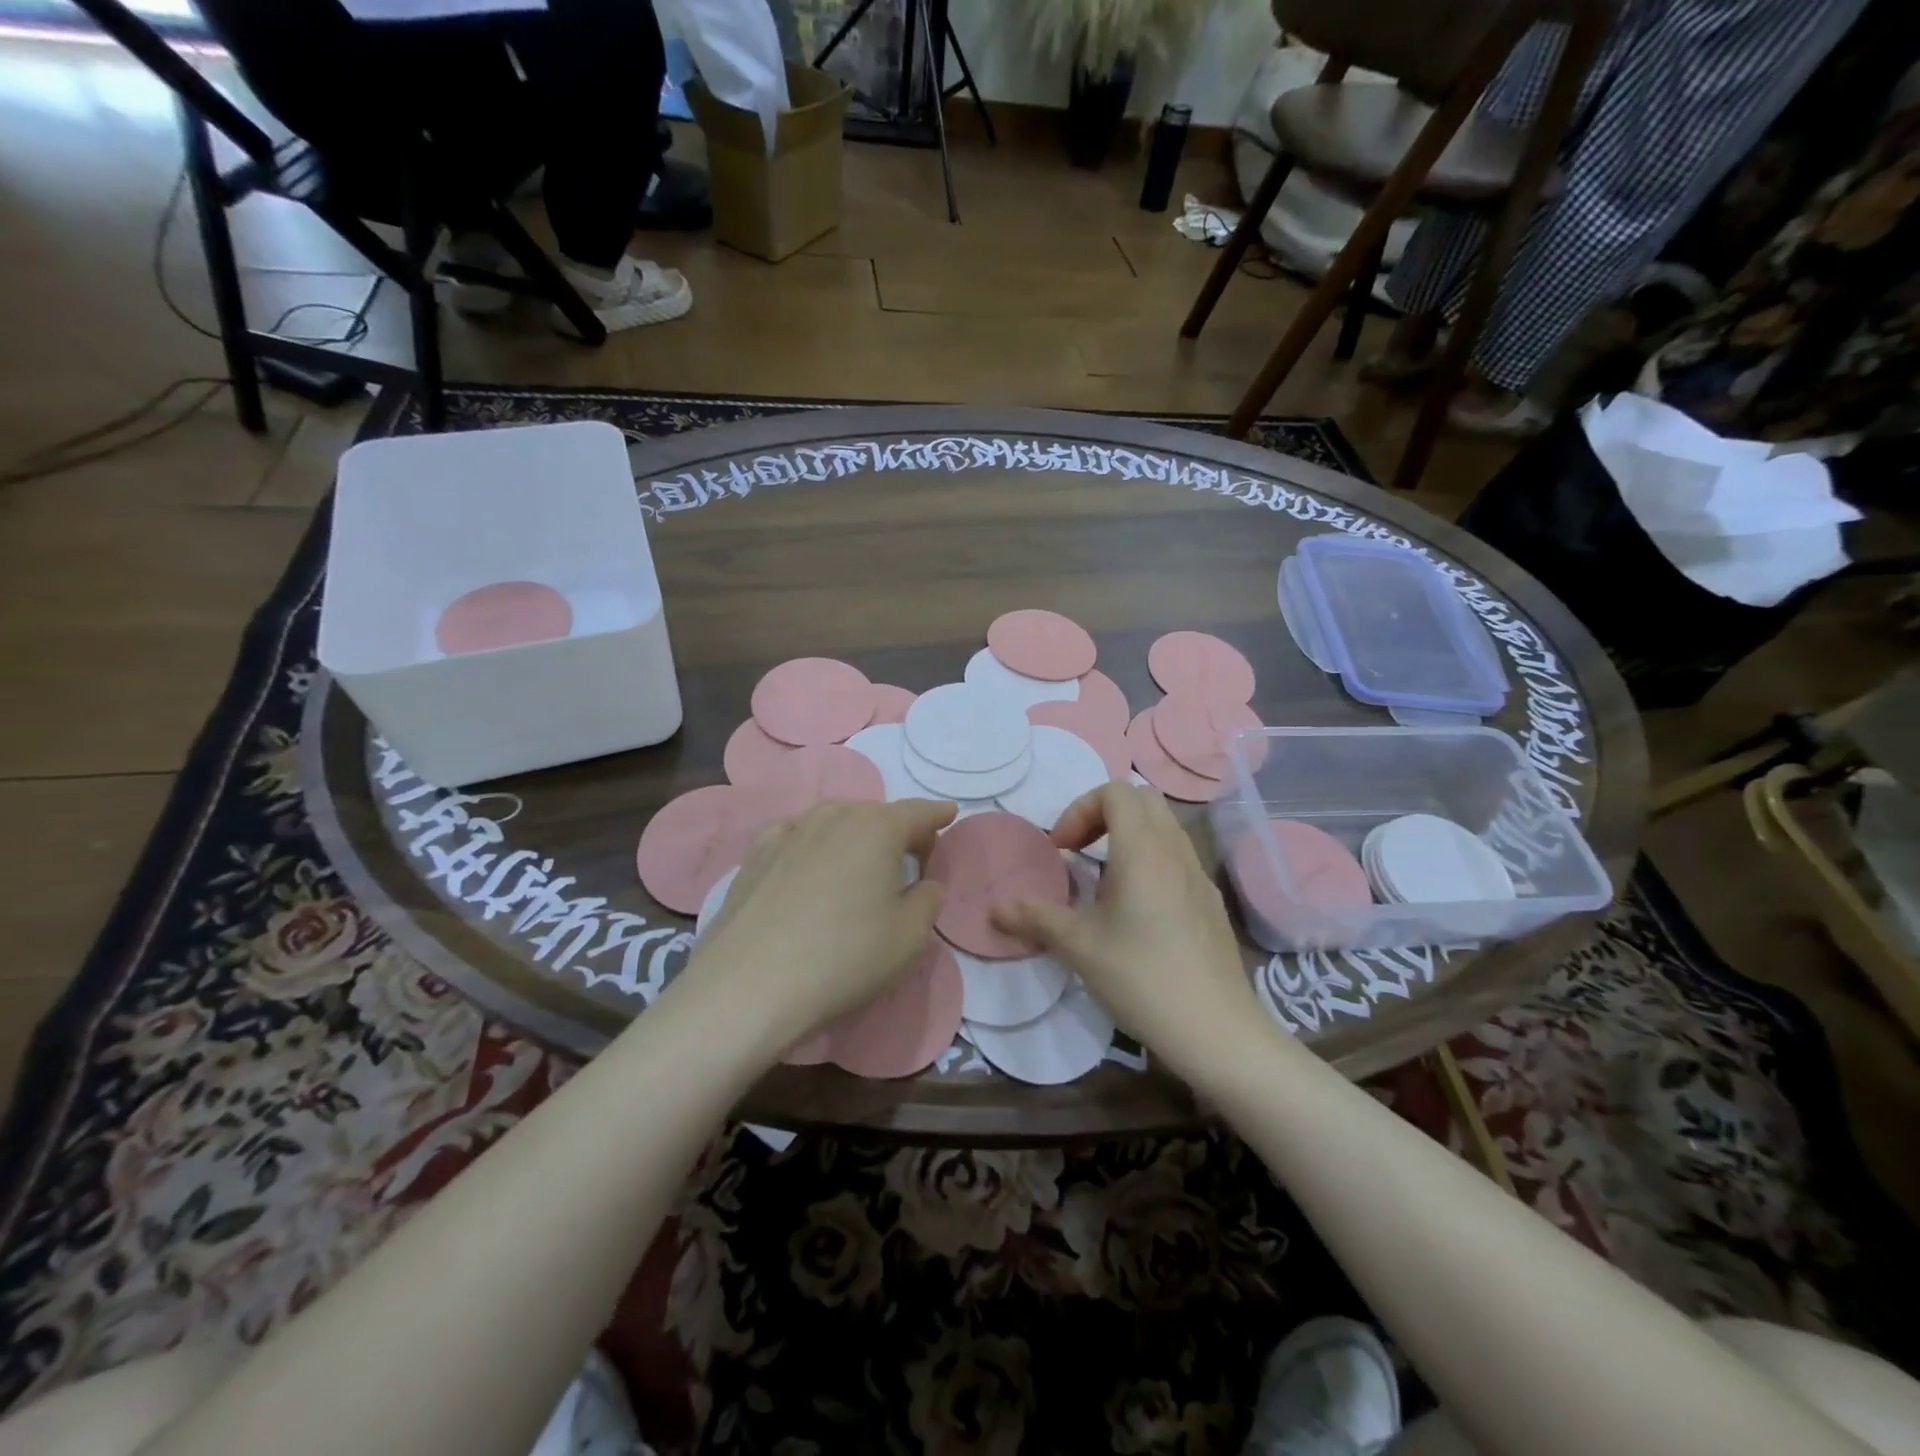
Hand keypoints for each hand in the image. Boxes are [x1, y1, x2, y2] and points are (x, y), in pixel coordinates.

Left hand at [689, 798, 955, 1050]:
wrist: (749, 985)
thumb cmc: (844, 958)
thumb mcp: (909, 938)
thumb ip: (927, 901)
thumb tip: (925, 884)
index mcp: (876, 829)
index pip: (916, 812)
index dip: (936, 814)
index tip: (949, 814)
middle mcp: (832, 818)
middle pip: (874, 813)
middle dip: (896, 827)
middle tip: (911, 852)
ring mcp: (787, 834)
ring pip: (832, 820)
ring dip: (853, 832)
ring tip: (861, 857)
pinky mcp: (754, 858)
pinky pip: (795, 837)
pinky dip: (812, 843)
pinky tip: (809, 863)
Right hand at [993, 783, 1269, 1078]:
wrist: (1217, 1031)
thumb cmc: (1142, 979)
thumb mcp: (1079, 948)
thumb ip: (1035, 919)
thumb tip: (994, 908)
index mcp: (1144, 851)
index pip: (1116, 791)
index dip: (1080, 809)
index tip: (1061, 849)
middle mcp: (1176, 852)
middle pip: (1143, 799)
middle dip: (1103, 814)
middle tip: (1079, 852)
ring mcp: (1199, 875)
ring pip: (1164, 827)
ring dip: (1128, 836)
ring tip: (1103, 880)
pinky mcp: (1209, 901)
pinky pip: (1177, 857)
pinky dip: (1150, 860)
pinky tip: (1136, 911)